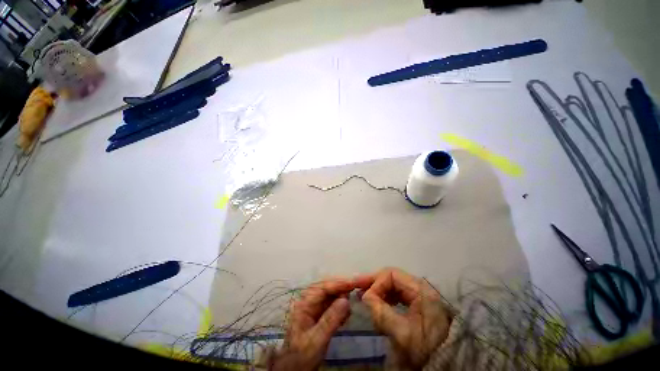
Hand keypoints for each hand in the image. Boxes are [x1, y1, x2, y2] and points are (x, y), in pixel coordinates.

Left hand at [271, 279, 354, 370]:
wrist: (296, 369)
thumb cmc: (303, 355)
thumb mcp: (317, 340)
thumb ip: (331, 320)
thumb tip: (346, 300)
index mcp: (304, 304)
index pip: (323, 288)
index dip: (338, 284)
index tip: (353, 282)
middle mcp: (309, 301)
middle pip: (327, 288)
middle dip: (341, 287)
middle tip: (356, 288)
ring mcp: (314, 307)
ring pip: (330, 295)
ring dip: (342, 297)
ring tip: (351, 304)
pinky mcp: (319, 314)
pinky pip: (332, 304)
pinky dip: (340, 307)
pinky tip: (346, 315)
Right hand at [355, 268, 451, 369]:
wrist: (444, 363)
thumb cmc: (425, 348)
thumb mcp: (402, 333)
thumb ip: (381, 312)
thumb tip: (364, 296)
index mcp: (420, 290)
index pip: (391, 275)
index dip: (376, 283)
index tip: (366, 298)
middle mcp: (419, 287)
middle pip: (391, 277)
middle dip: (374, 282)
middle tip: (356, 285)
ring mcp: (418, 294)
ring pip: (392, 284)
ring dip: (378, 289)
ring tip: (364, 295)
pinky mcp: (416, 302)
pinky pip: (396, 293)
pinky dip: (385, 296)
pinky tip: (377, 303)